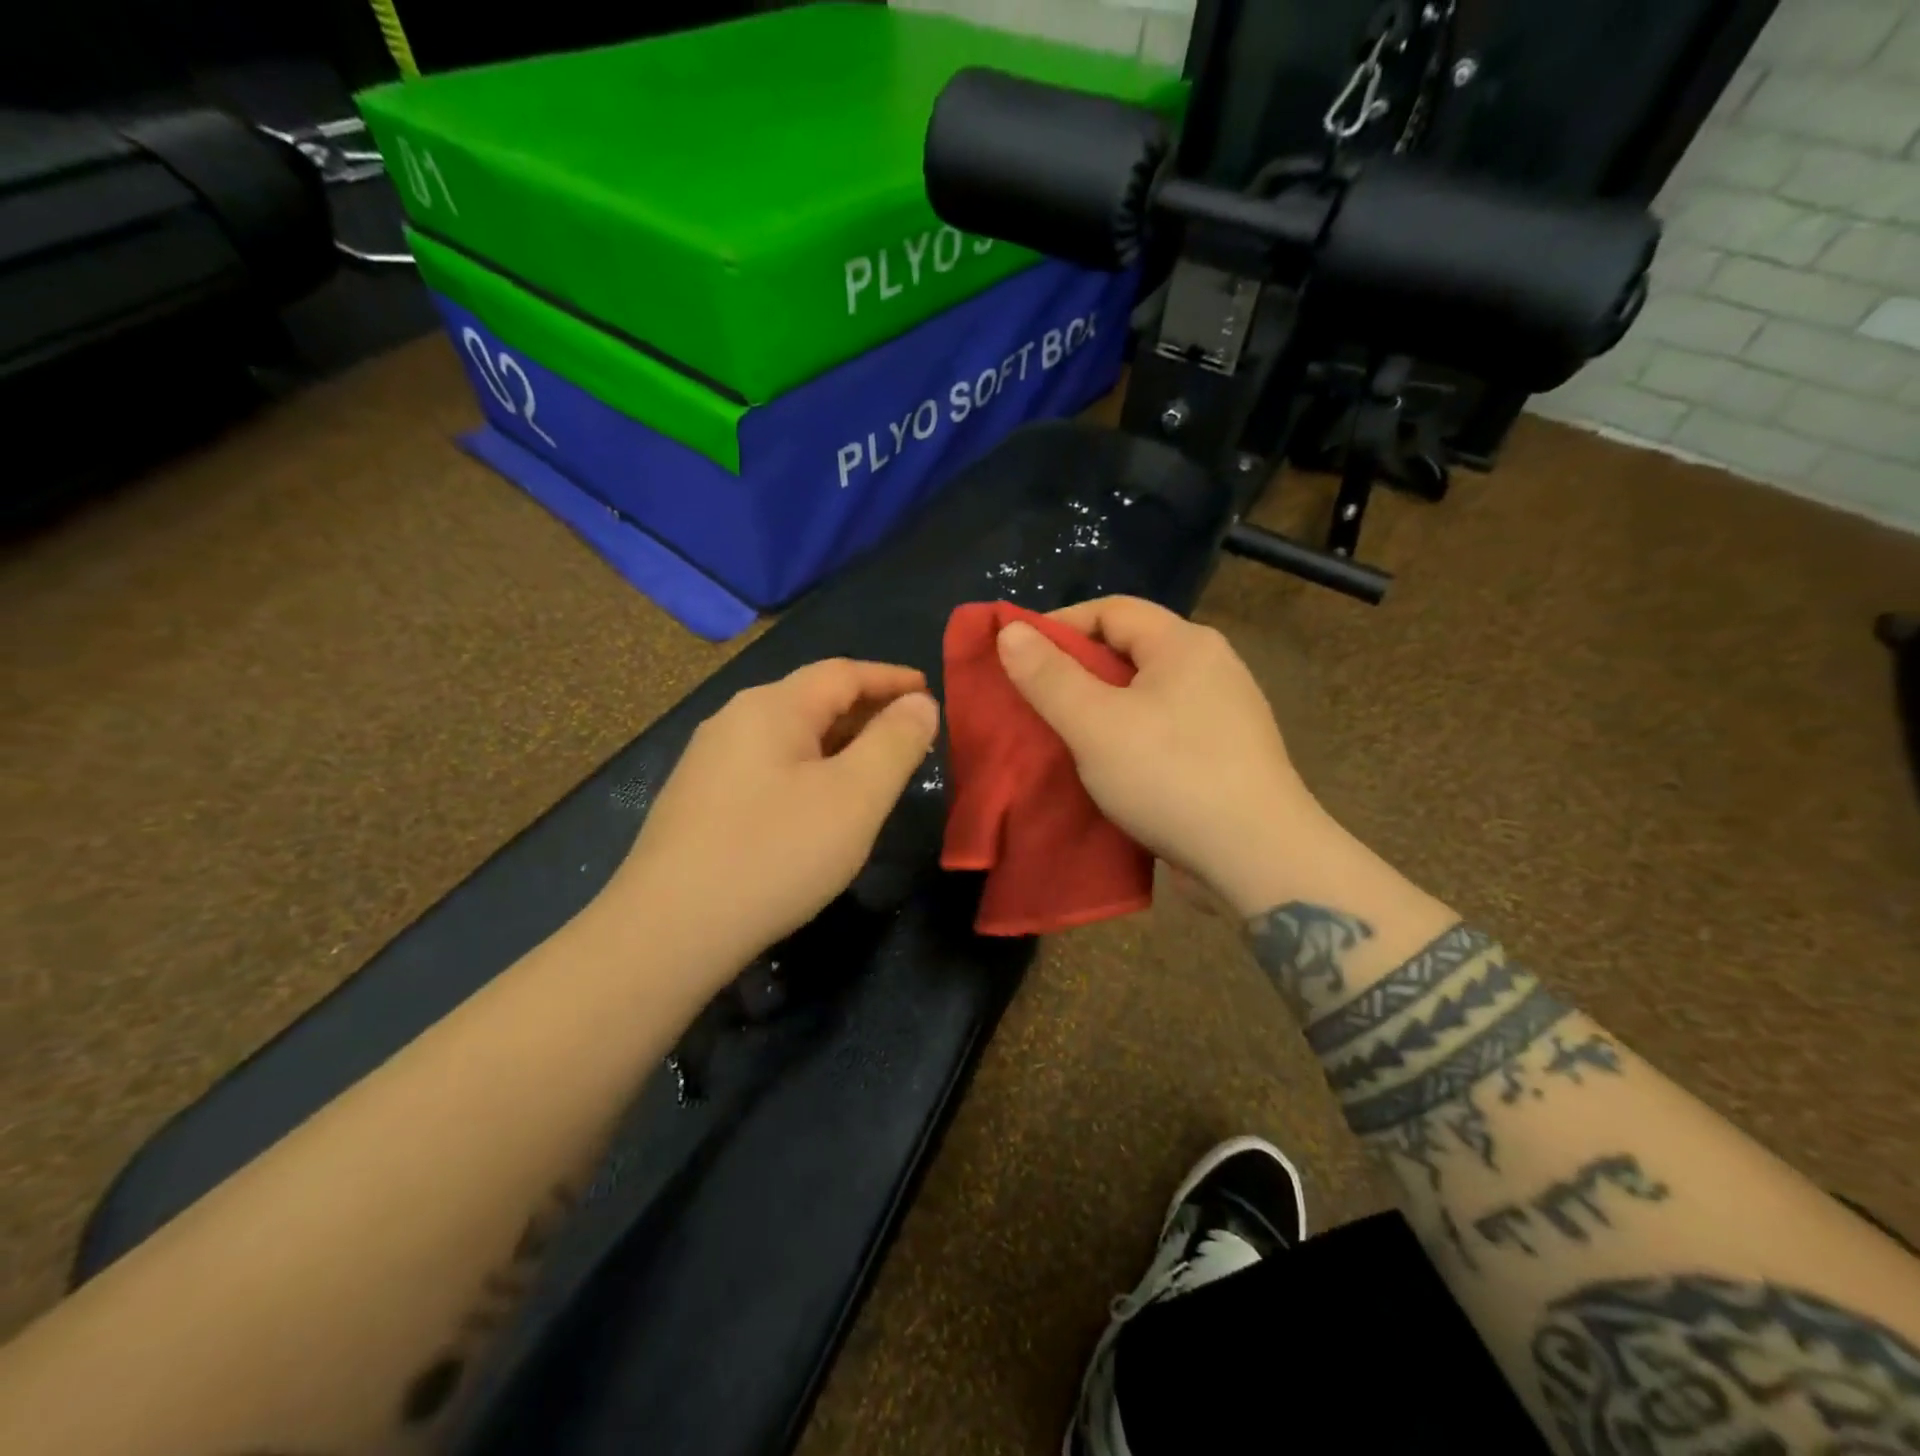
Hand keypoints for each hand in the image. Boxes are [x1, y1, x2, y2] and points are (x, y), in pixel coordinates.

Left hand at [604, 659, 939, 985]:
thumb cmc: (775, 854)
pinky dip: (808, 770)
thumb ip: (894, 743)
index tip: (931, 693)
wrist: (668, 932)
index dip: (892, 679)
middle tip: (911, 737)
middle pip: (813, 700)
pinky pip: (769, 767)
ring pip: (790, 736)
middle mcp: (734, 720)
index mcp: (772, 707)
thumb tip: (920, 703)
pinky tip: (819, 805)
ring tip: (874, 770)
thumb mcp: (855, 797)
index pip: (843, 673)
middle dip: (867, 712)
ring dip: (838, 744)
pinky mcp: (699, 800)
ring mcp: (709, 761)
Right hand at [996, 597, 1324, 917]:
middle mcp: (1211, 667)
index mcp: (1185, 644)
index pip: (1111, 610)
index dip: (1059, 625)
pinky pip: (1163, 729)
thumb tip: (1011, 630)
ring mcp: (1223, 713)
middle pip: (1129, 650)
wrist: (1258, 859)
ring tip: (1062, 735)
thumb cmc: (1171, 777)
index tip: (1018, 657)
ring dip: (1100, 709)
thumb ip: (1049, 676)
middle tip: (1034, 700)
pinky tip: (1106, 766)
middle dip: (1076, 671)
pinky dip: (1128, 737)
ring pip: (1145, 694)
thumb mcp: (1094, 724)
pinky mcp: (1225, 754)